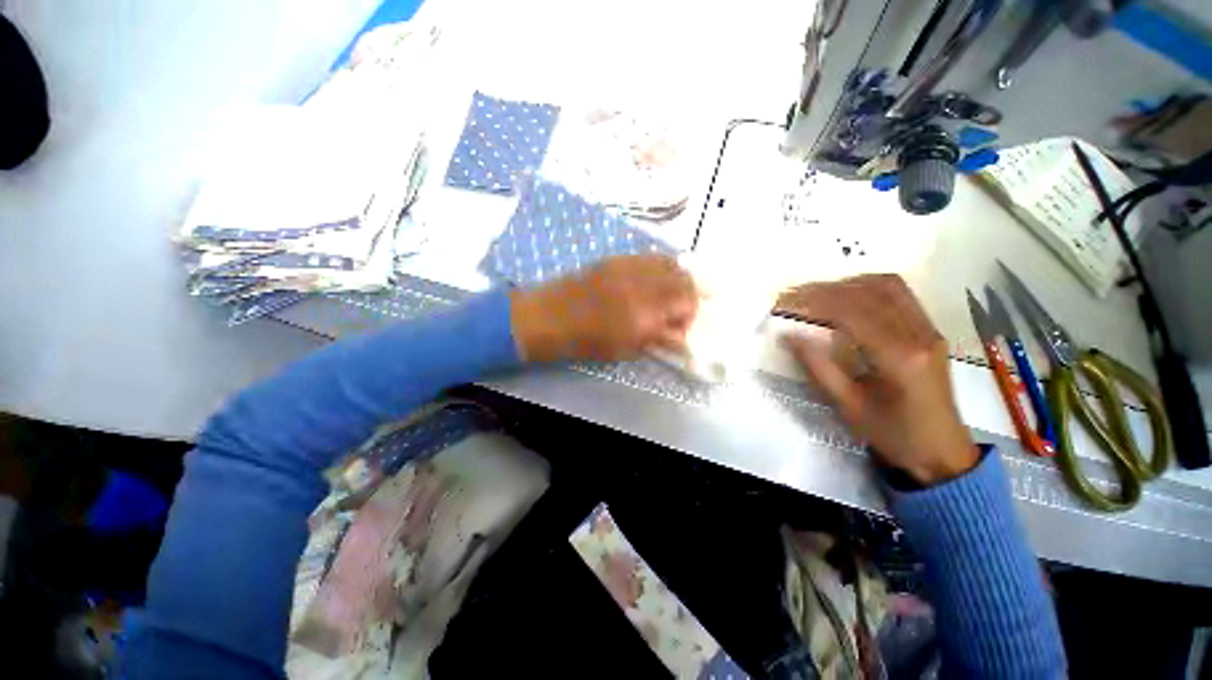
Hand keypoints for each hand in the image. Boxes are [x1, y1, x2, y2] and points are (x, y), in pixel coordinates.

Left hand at [510, 255, 697, 361]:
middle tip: (676, 310)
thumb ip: (657, 338)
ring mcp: (630, 266)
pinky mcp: (617, 258)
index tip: (679, 326)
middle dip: (688, 294)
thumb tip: (678, 333)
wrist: (551, 316)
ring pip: (669, 262)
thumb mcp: (626, 348)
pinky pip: (649, 257)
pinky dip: (658, 268)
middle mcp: (643, 282)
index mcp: (646, 311)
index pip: (687, 302)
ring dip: (675, 279)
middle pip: (684, 278)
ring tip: (665, 294)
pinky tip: (648, 282)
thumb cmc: (587, 340)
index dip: (689, 315)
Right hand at [780, 275, 978, 485]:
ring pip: (888, 286)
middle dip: (826, 289)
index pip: (852, 312)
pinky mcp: (930, 331)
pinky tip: (847, 297)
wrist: (942, 452)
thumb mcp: (847, 406)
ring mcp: (929, 330)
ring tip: (817, 293)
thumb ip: (818, 367)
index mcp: (899, 357)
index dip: (815, 301)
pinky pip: (899, 295)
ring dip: (848, 284)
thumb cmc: (892, 434)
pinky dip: (867, 288)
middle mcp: (919, 334)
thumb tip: (789, 334)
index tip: (785, 300)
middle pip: (870, 292)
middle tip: (794, 294)